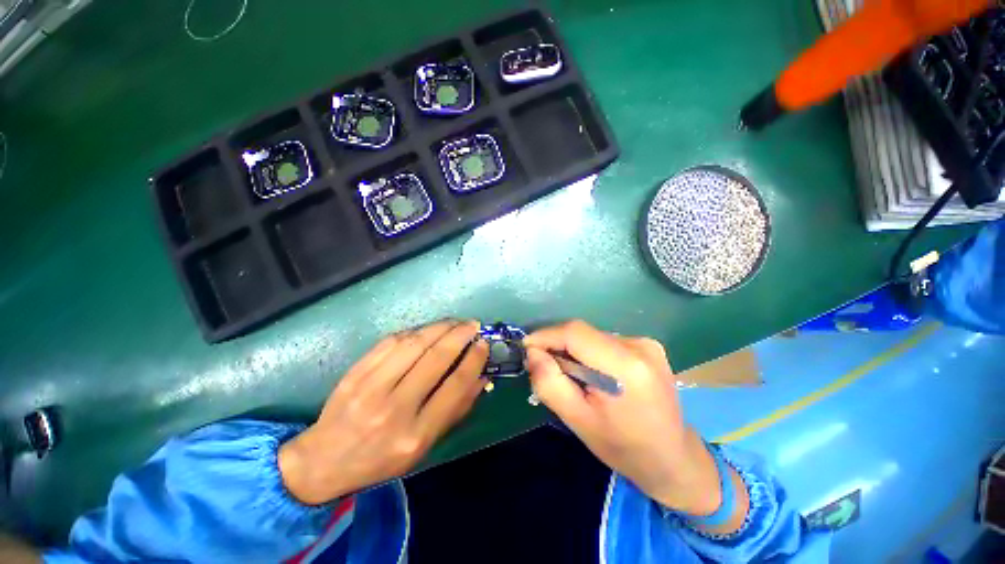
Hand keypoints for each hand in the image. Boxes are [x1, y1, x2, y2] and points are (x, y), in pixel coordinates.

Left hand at [279, 320, 488, 504]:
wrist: (324, 461)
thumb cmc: (381, 459)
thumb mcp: (424, 446)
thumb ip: (455, 411)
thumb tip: (480, 377)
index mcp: (416, 434)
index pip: (455, 386)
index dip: (473, 360)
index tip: (483, 344)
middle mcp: (395, 409)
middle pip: (436, 358)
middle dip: (460, 335)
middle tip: (473, 324)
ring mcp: (371, 388)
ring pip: (414, 344)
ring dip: (439, 327)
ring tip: (454, 322)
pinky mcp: (356, 372)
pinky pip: (391, 342)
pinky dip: (414, 331)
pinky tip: (426, 330)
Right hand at [524, 321, 744, 526]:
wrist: (673, 458)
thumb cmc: (623, 447)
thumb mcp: (578, 421)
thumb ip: (550, 383)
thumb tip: (533, 352)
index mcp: (626, 367)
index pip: (575, 333)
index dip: (546, 335)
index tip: (527, 348)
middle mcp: (640, 346)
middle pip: (583, 333)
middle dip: (558, 346)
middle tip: (546, 368)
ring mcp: (647, 343)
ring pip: (592, 337)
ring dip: (574, 351)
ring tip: (574, 378)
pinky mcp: (648, 346)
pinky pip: (605, 342)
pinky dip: (590, 353)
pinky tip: (594, 375)